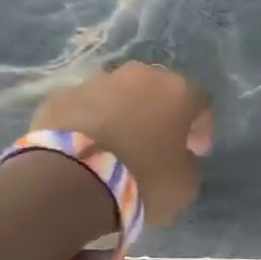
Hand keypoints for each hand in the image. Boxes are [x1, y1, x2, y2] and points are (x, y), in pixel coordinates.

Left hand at [30, 62, 213, 226]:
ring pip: (118, 94)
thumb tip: (176, 157)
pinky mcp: (59, 97)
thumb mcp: (186, 183)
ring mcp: (95, 82)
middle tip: (157, 143)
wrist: (70, 182)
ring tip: (117, 145)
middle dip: (160, 114)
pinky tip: (85, 148)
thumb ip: (187, 162)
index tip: (195, 152)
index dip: (201, 128)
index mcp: (178, 91)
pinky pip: (83, 108)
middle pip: (158, 90)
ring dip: (123, 114)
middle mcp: (140, 76)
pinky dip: (88, 123)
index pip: (201, 102)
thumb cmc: (142, 180)